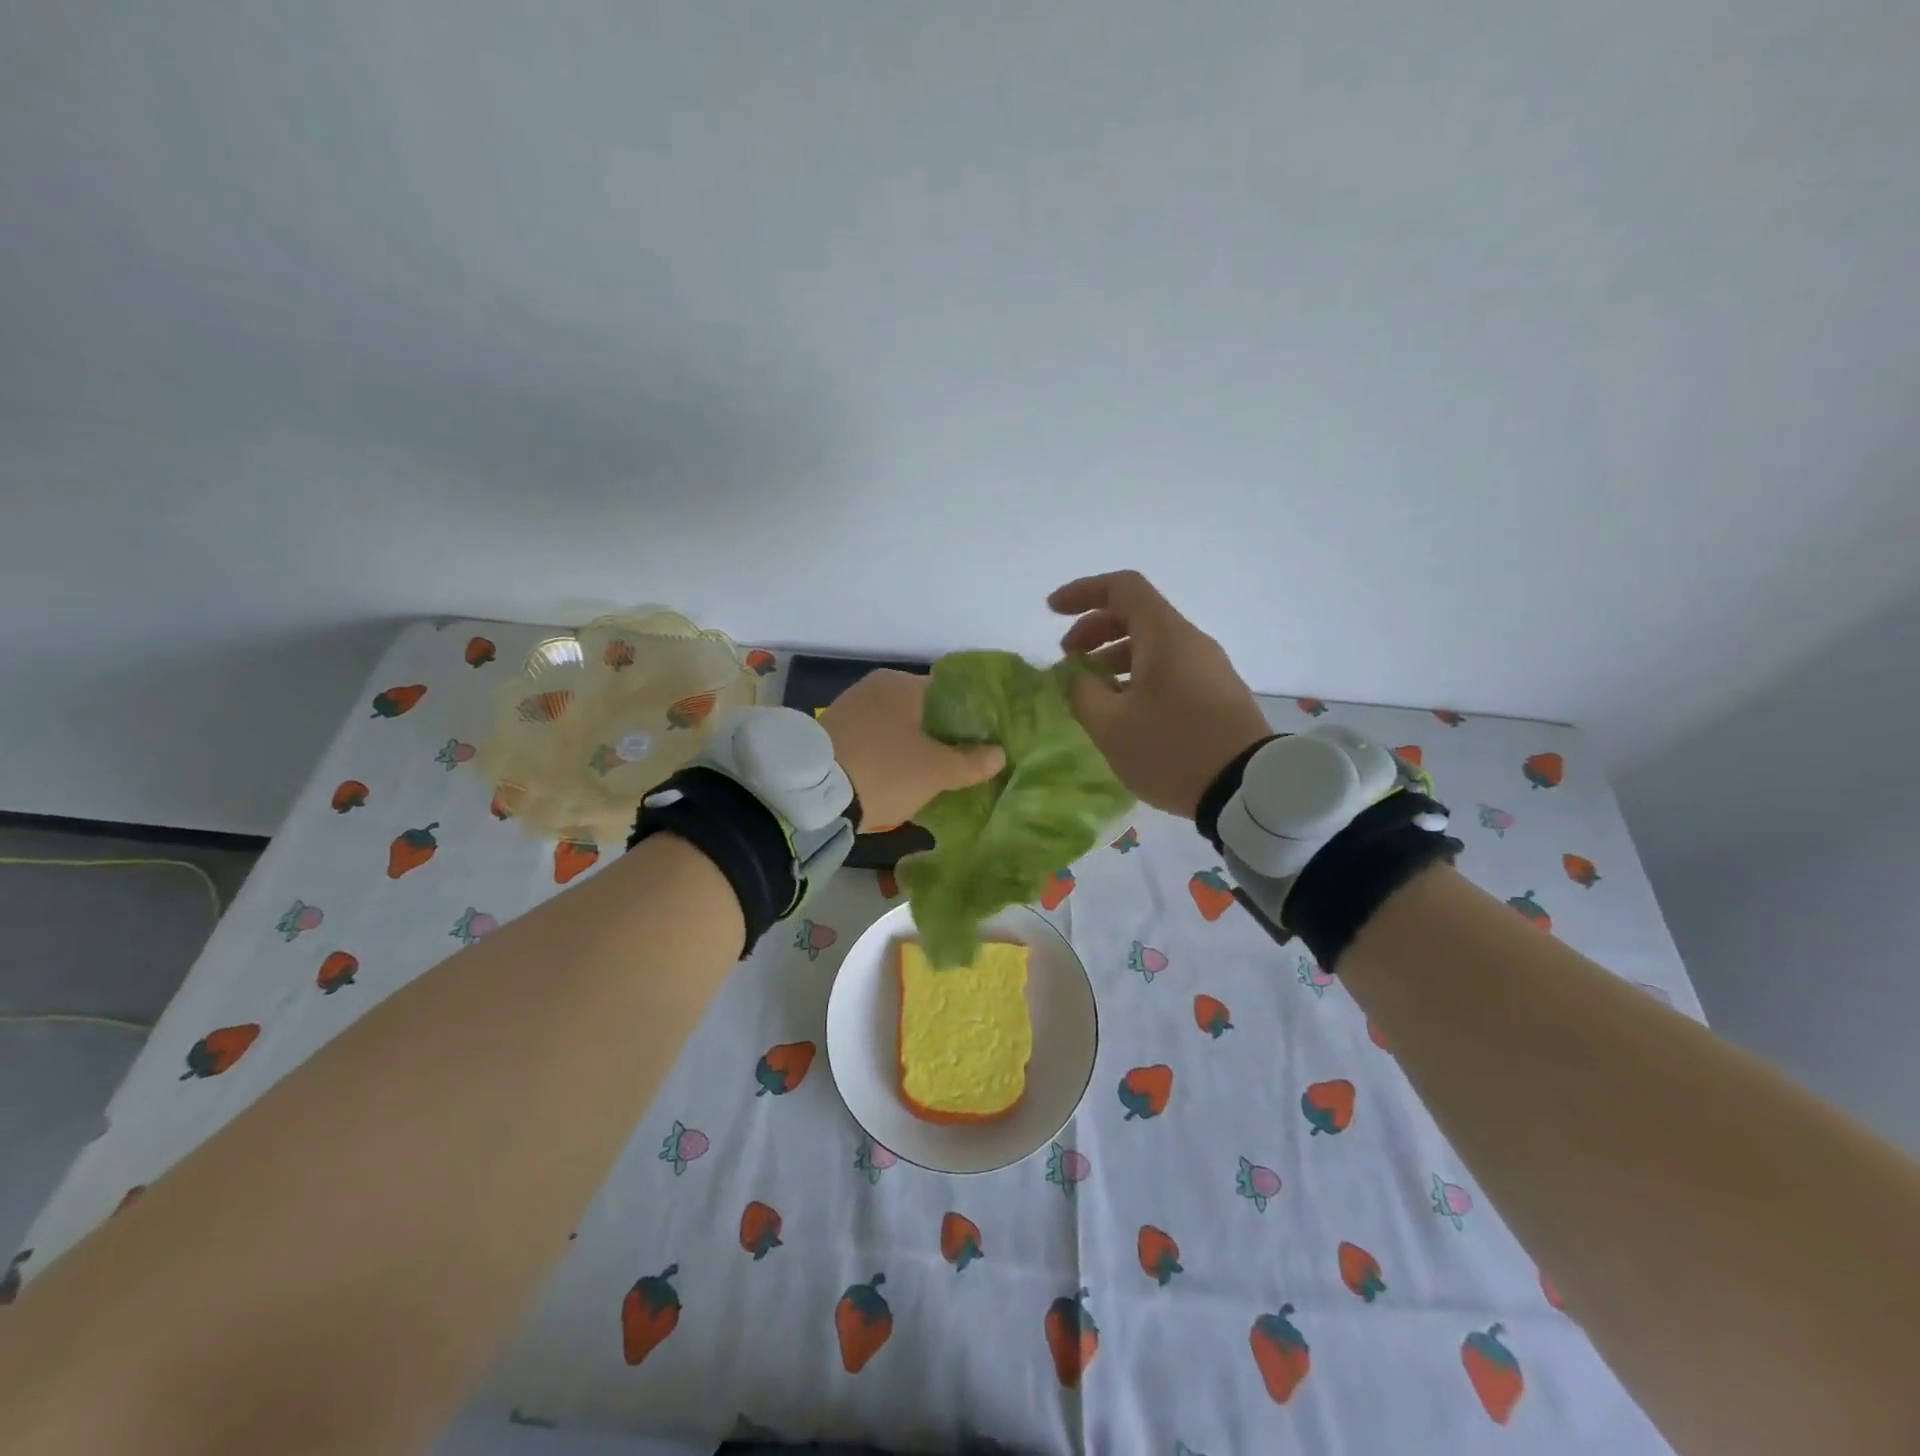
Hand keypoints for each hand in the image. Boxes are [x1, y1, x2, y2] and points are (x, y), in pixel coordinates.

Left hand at [820, 670, 1006, 829]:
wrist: (810, 795)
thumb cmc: (884, 772)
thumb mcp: (936, 772)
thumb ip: (971, 761)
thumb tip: (999, 753)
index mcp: (903, 684)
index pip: (951, 692)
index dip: (972, 717)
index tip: (986, 740)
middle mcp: (875, 687)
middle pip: (923, 709)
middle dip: (943, 733)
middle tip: (965, 759)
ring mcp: (849, 708)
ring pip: (897, 725)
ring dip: (915, 744)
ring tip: (935, 771)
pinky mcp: (832, 732)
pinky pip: (874, 738)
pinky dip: (890, 752)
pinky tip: (900, 774)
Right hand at [1050, 570, 1272, 817]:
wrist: (1247, 789)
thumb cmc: (1172, 749)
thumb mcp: (1111, 726)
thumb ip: (1083, 692)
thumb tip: (1077, 677)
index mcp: (1165, 636)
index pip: (1122, 588)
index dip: (1082, 592)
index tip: (1051, 611)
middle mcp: (1190, 641)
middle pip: (1136, 615)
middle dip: (1094, 630)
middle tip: (1067, 659)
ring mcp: (1208, 667)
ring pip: (1153, 645)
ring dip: (1114, 658)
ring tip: (1090, 691)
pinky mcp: (1216, 694)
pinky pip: (1169, 670)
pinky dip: (1137, 677)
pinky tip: (1123, 711)